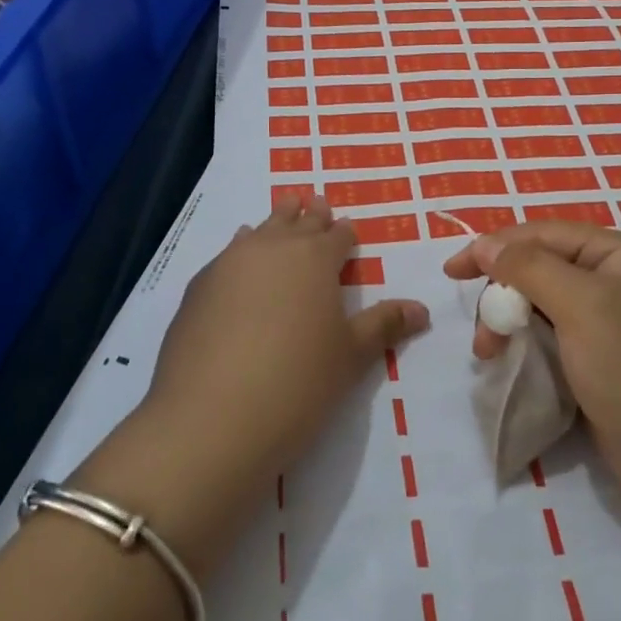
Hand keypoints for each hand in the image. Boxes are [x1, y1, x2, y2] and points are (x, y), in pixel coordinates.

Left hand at [85, 195, 427, 571]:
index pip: (337, 236)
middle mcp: (272, 248)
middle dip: (309, 215)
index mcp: (315, 258)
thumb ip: (384, 325)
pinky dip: (240, 251)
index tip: (348, 230)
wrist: (212, 417)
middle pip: (295, 221)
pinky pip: (227, 256)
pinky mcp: (197, 287)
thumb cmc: (298, 382)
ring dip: (273, 226)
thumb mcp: (350, 356)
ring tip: (280, 219)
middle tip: (315, 204)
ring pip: (258, 231)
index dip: (345, 233)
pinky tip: (238, 262)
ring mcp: (229, 264)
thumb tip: (422, 308)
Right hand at [445, 221, 620, 505]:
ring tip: (489, 354)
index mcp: (618, 253)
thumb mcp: (579, 305)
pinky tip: (510, 360)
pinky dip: (525, 341)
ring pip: (540, 302)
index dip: (494, 247)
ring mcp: (609, 318)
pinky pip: (550, 332)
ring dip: (508, 322)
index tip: (452, 271)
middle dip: (502, 294)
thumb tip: (484, 244)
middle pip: (538, 267)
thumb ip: (528, 267)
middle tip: (482, 332)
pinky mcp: (600, 354)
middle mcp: (614, 277)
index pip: (543, 234)